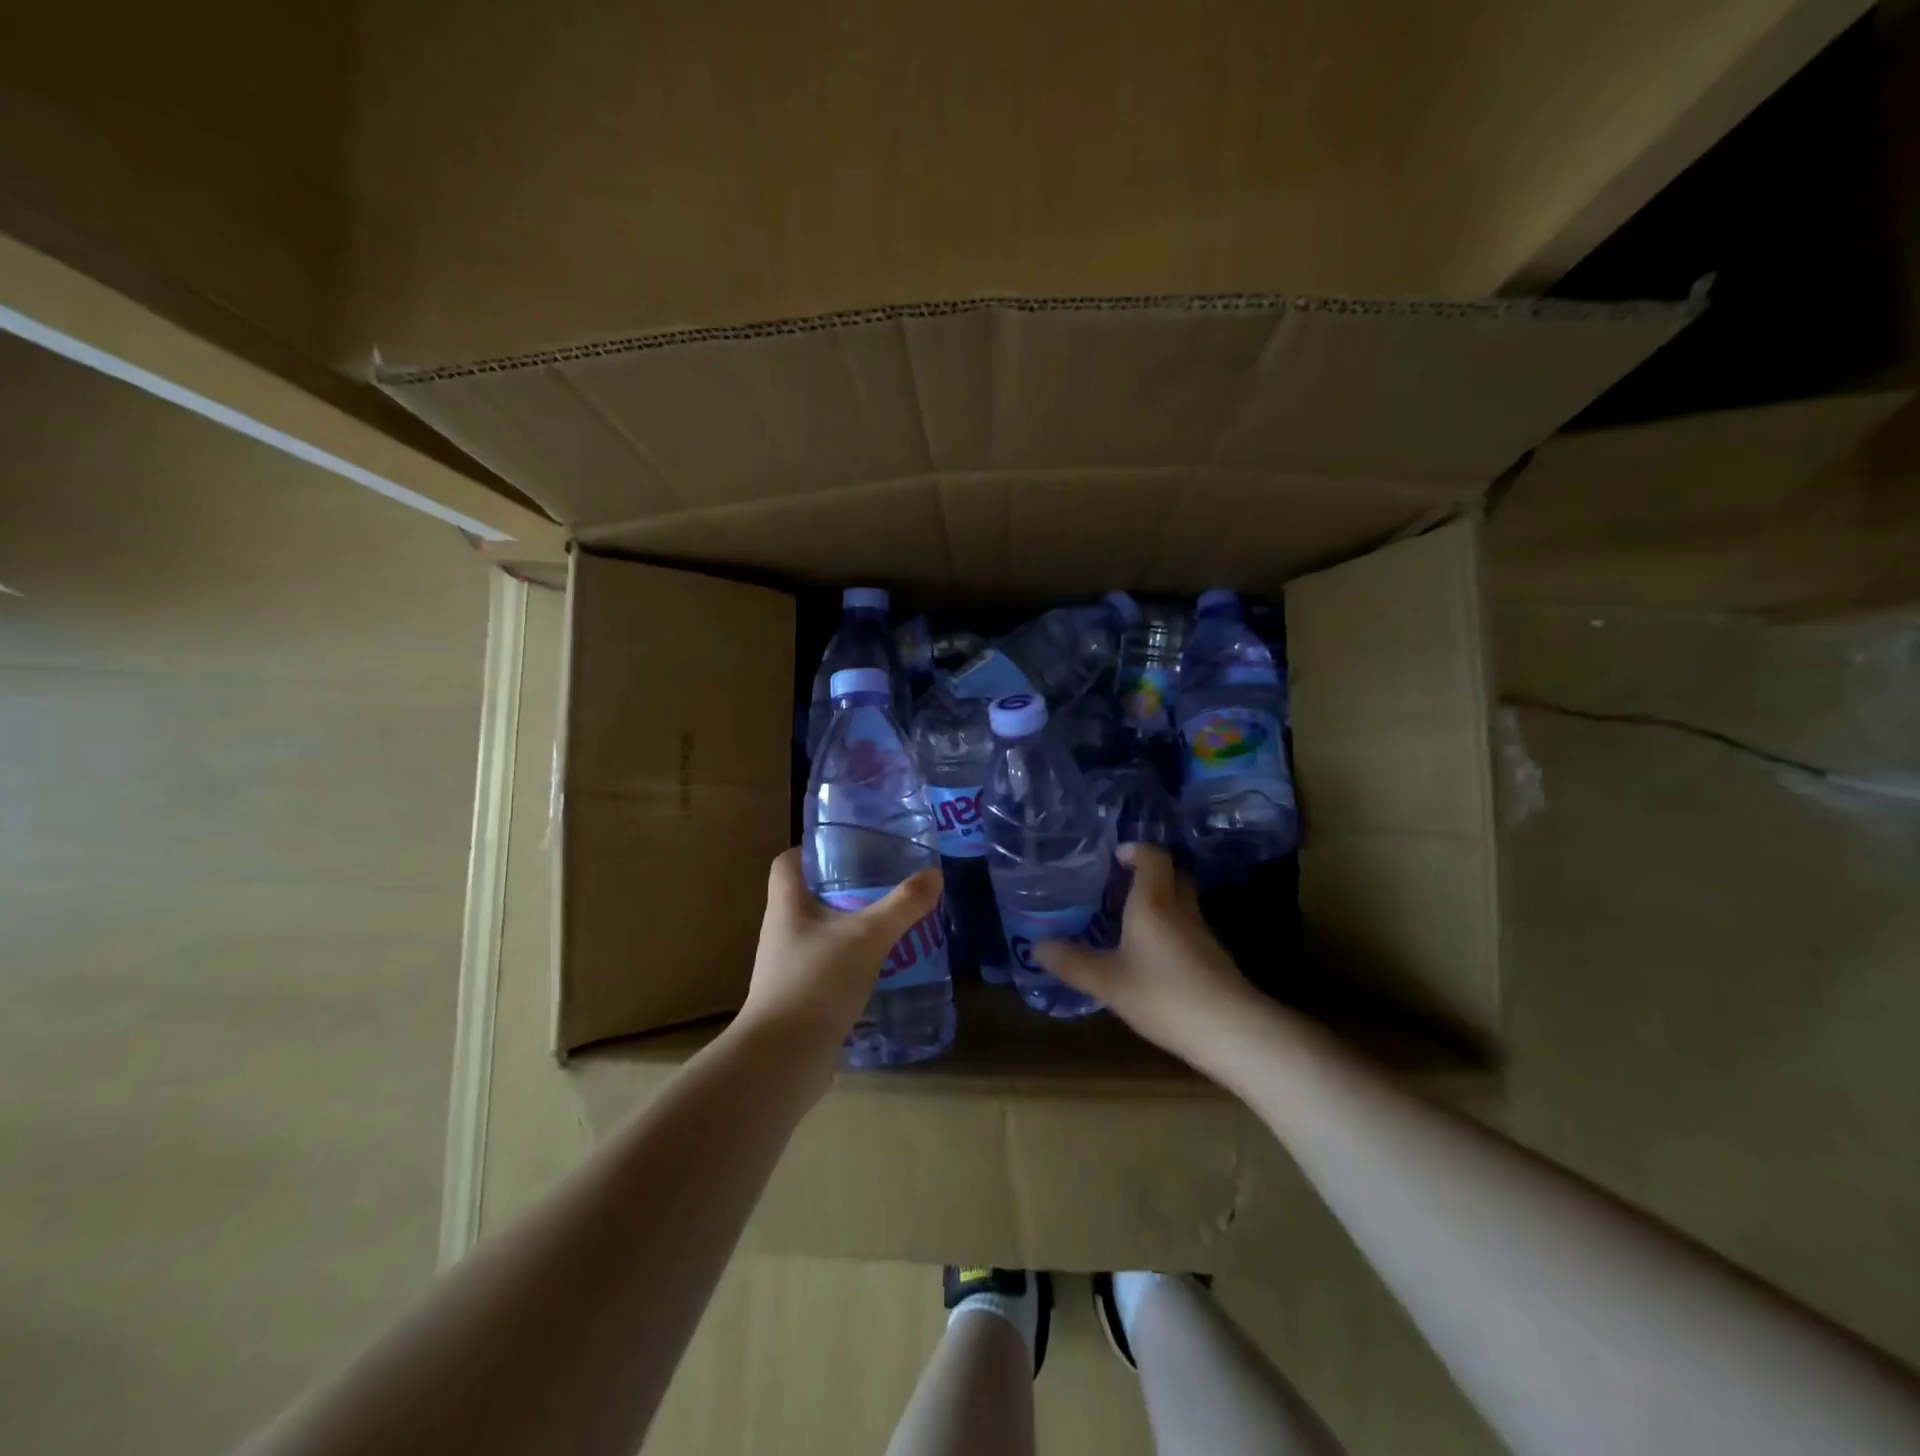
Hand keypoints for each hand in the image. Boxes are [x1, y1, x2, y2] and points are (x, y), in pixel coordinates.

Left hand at [737, 849, 943, 1071]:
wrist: (783, 1058)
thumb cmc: (817, 981)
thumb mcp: (867, 936)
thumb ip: (902, 905)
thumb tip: (934, 874)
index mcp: (786, 906)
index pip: (787, 863)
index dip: (811, 850)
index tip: (848, 847)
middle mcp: (782, 932)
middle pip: (809, 897)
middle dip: (846, 890)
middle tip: (885, 885)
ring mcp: (788, 968)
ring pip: (823, 936)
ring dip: (853, 930)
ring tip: (892, 926)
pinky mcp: (801, 999)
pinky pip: (829, 970)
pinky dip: (853, 965)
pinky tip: (884, 970)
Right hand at [1034, 844, 1257, 1066]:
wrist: (1231, 1031)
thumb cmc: (1163, 995)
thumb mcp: (1107, 981)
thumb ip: (1072, 962)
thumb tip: (1037, 946)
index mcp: (1154, 903)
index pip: (1153, 858)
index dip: (1136, 851)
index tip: (1117, 855)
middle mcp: (1181, 910)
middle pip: (1173, 876)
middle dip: (1150, 872)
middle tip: (1122, 883)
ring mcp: (1202, 935)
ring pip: (1182, 904)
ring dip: (1161, 902)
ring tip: (1130, 919)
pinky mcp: (1213, 960)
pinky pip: (1187, 929)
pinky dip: (1170, 929)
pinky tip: (1152, 955)